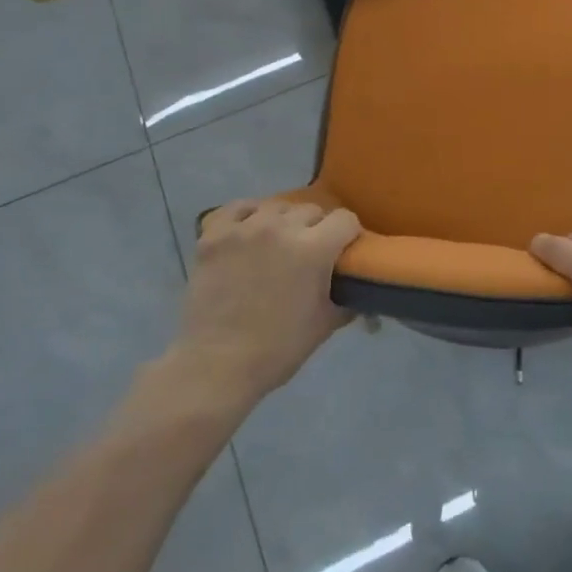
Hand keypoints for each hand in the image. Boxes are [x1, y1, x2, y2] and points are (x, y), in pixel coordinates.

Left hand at [177, 198, 360, 401]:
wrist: (216, 365)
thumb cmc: (278, 349)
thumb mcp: (326, 324)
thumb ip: (347, 297)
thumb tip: (357, 287)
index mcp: (314, 249)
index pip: (346, 220)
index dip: (349, 234)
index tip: (344, 250)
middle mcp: (281, 228)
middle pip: (311, 210)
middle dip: (317, 228)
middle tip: (310, 253)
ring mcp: (244, 228)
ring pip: (276, 206)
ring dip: (284, 222)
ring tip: (277, 244)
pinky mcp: (214, 235)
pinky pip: (238, 208)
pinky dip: (247, 216)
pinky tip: (249, 231)